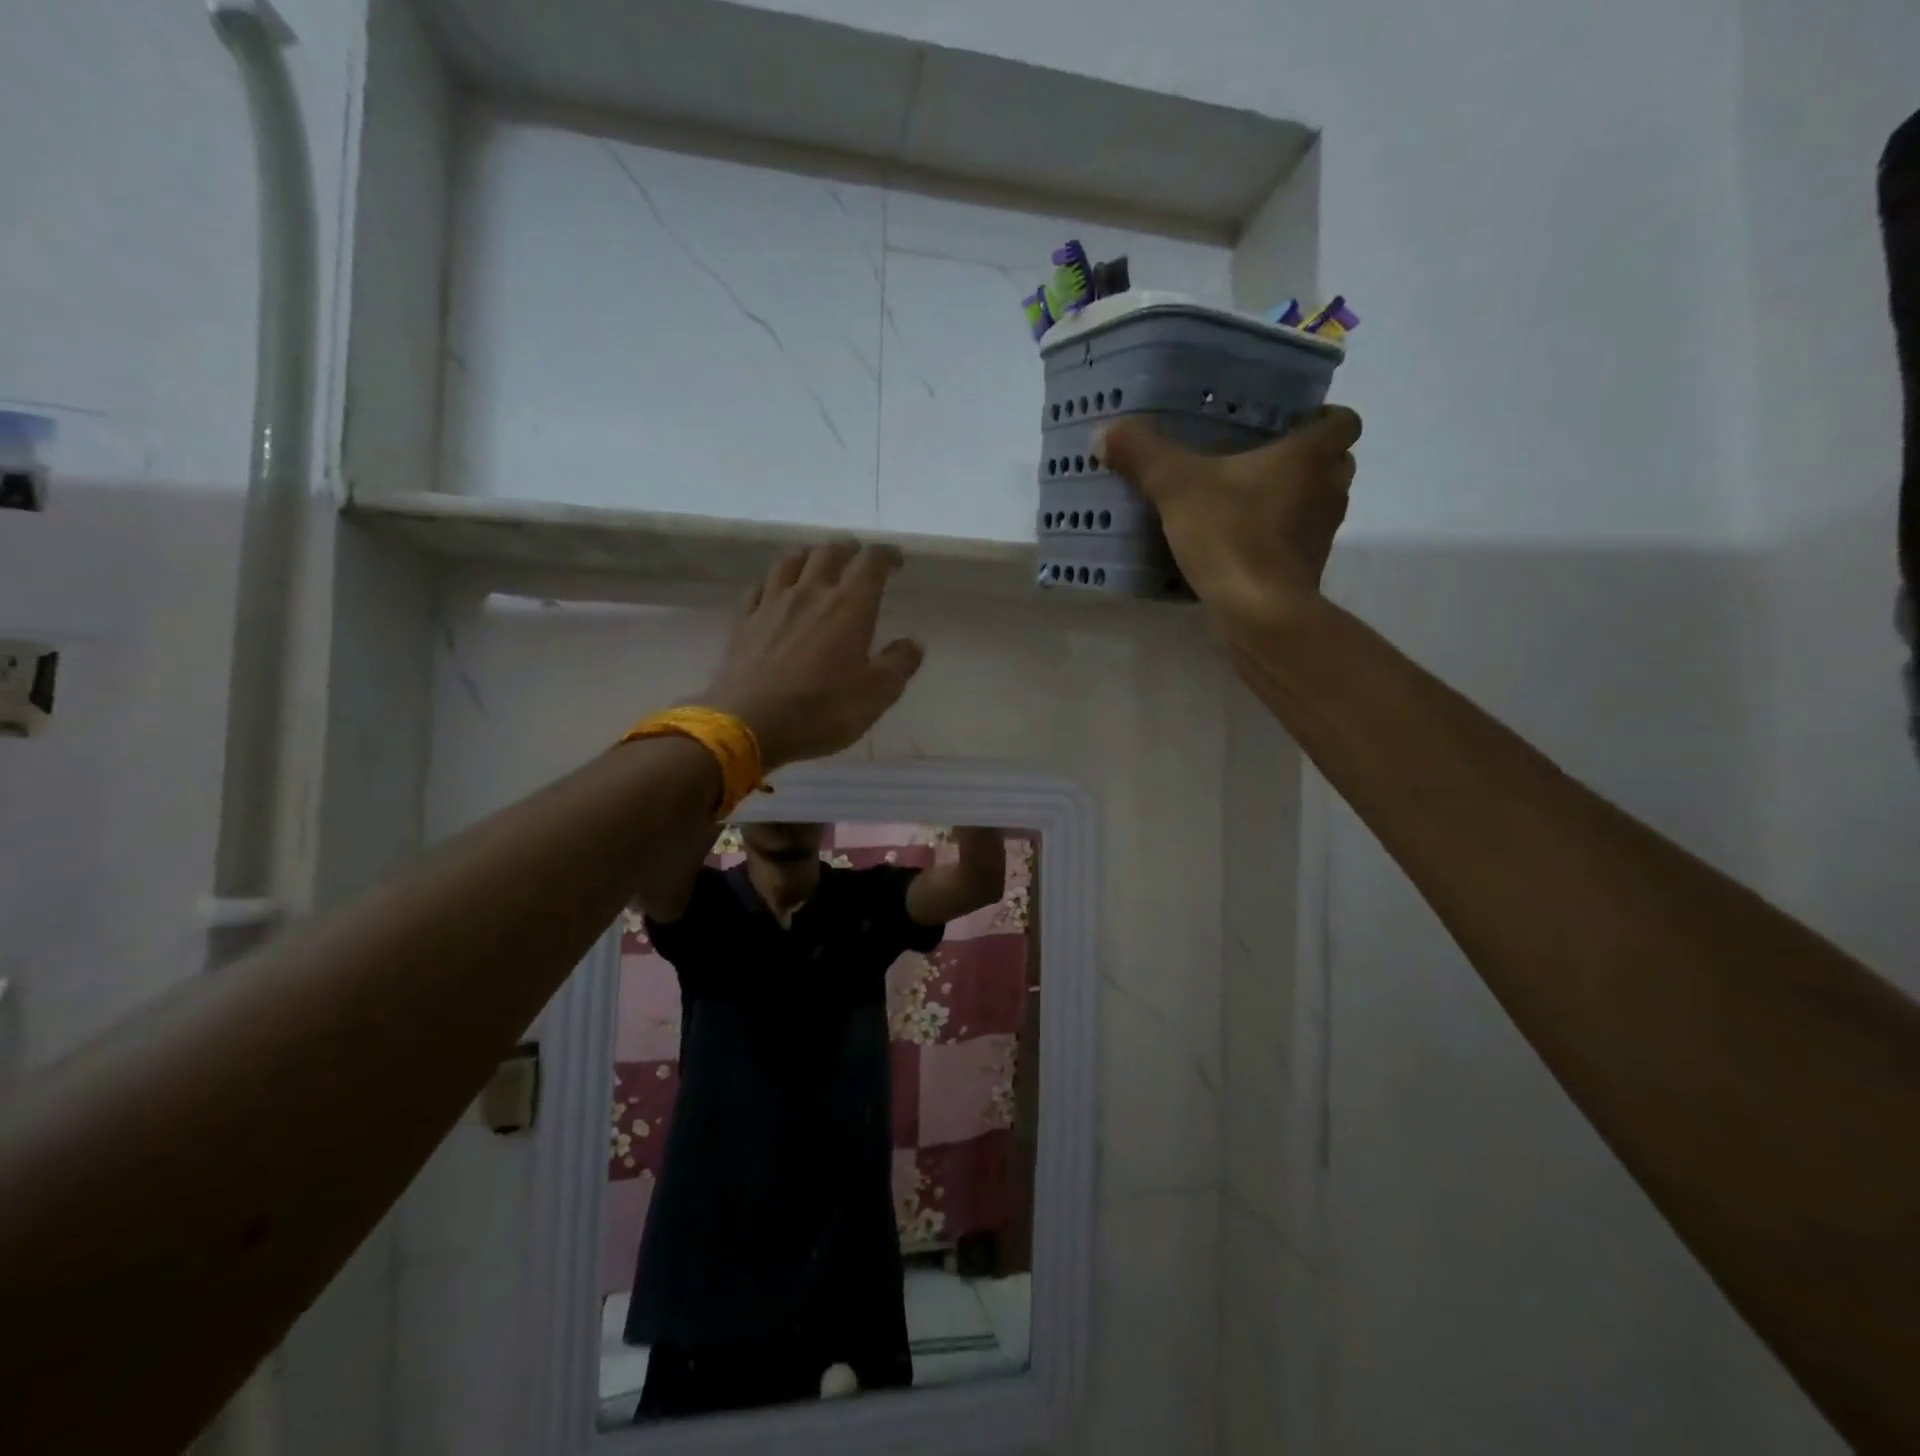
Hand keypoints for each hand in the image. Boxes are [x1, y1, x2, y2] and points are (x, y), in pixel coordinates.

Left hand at [699, 542, 924, 770]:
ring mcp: (772, 604)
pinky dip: (775, 582)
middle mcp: (810, 592)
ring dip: (810, 556)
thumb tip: (913, 643)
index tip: (896, 561)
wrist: (749, 723)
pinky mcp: (744, 621)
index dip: (886, 555)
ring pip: (791, 561)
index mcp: (849, 606)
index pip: (871, 562)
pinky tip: (777, 592)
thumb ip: (899, 664)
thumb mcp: (876, 695)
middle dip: (848, 549)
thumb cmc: (822, 709)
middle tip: (857, 558)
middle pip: (829, 552)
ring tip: (817, 565)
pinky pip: (760, 587)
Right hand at [1100, 406, 1362, 630]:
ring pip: (1315, 504)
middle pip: (1332, 463)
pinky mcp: (1306, 570)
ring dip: (1289, 500)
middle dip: (1302, 460)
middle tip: (1257, 460)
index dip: (1320, 417)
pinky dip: (1275, 539)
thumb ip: (1143, 455)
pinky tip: (1237, 543)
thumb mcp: (1176, 487)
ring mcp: (1322, 535)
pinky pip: (1296, 542)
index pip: (1342, 421)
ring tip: (1243, 501)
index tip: (1287, 423)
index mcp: (1311, 456)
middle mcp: (1329, 490)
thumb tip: (1106, 431)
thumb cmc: (1231, 536)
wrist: (1258, 613)